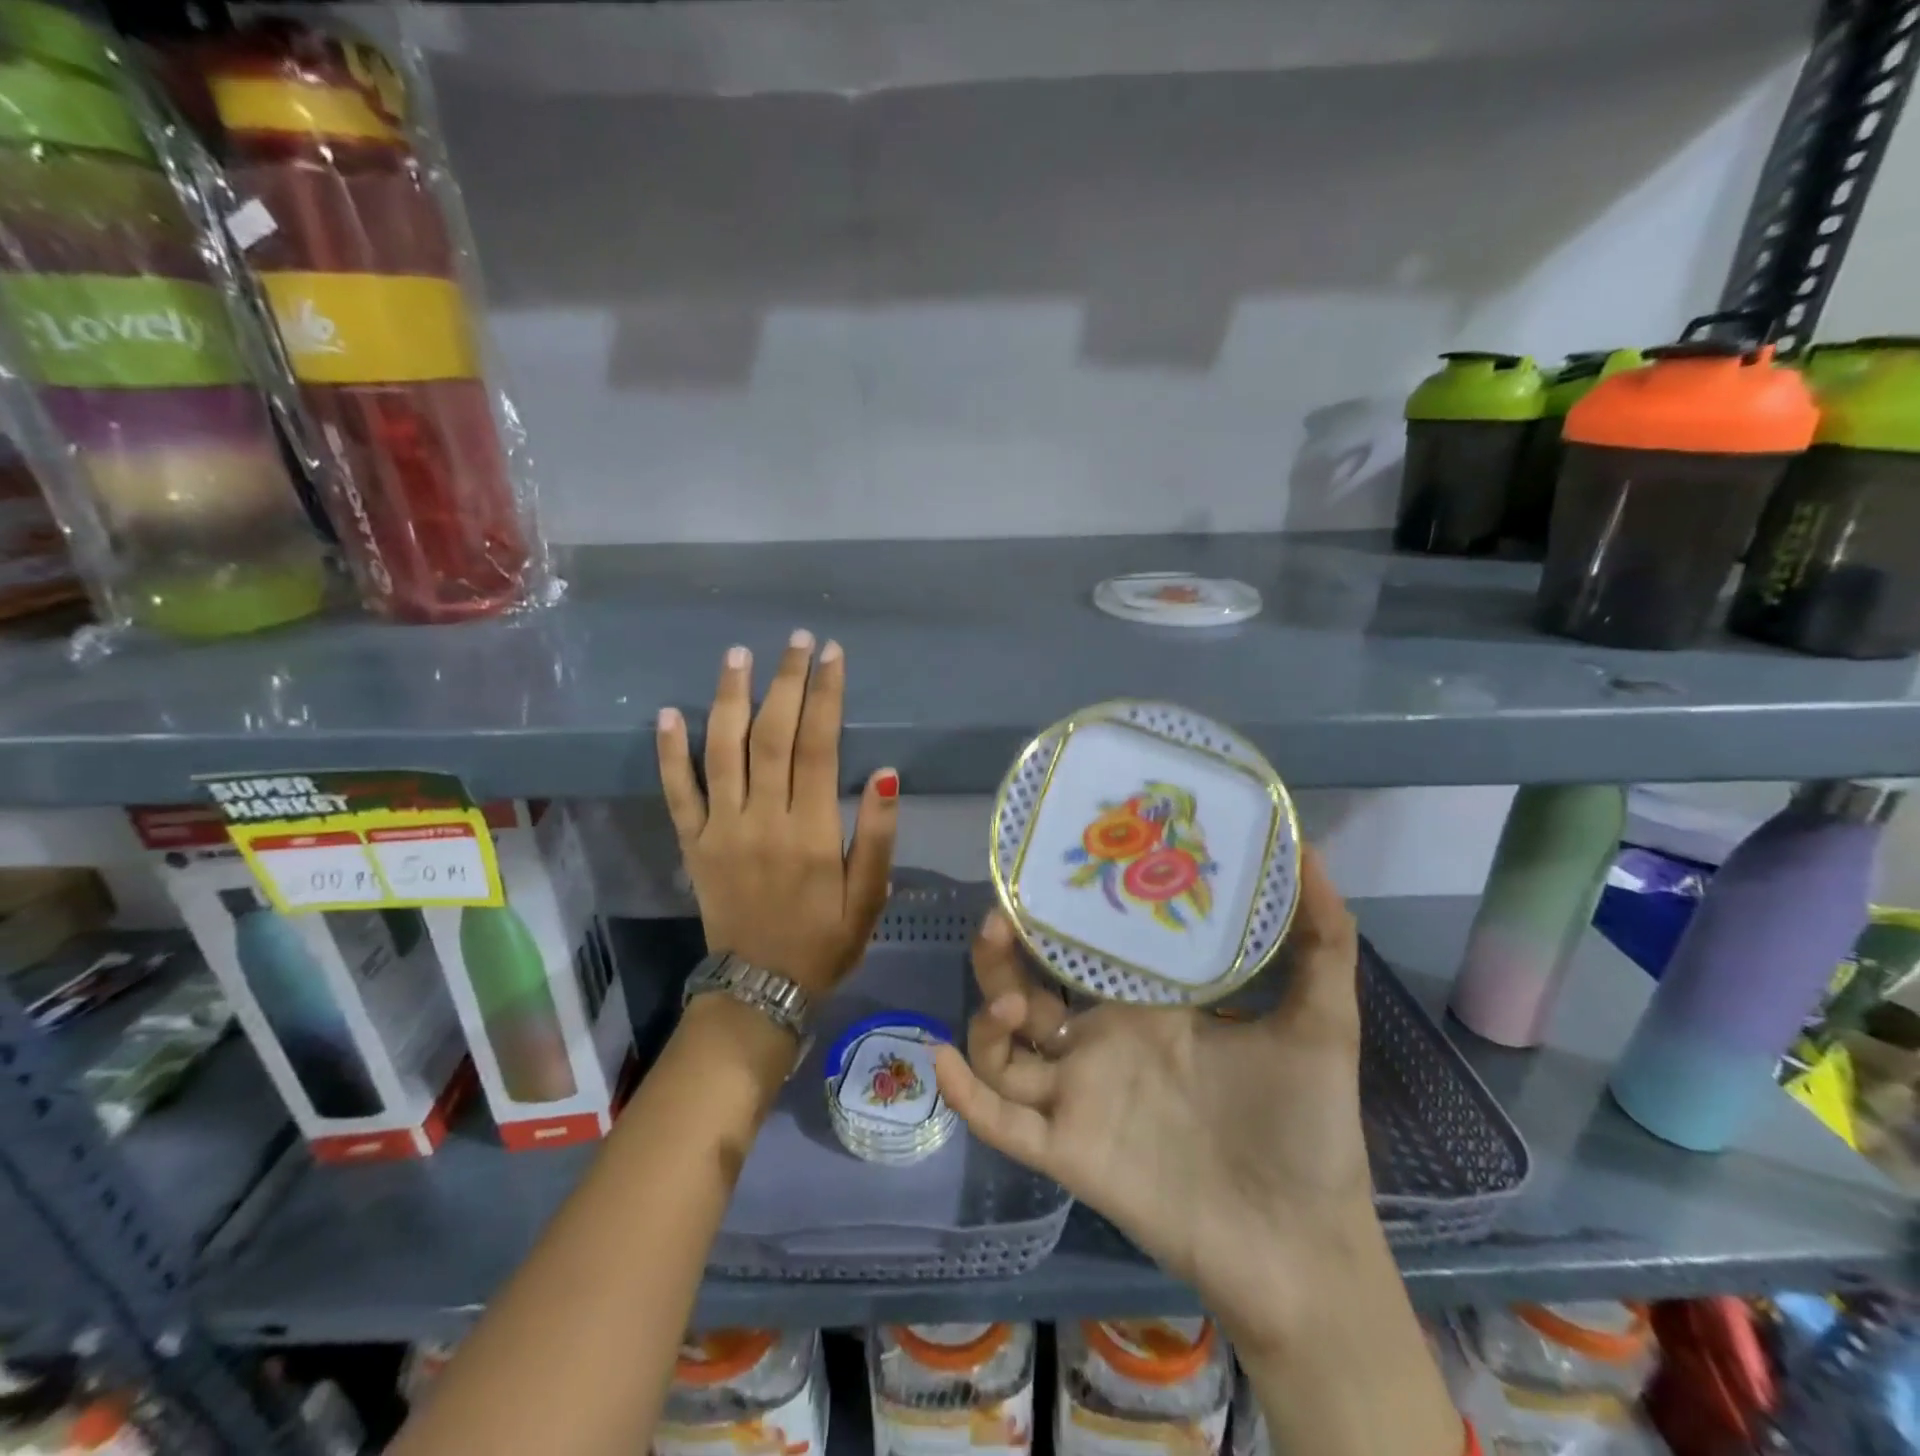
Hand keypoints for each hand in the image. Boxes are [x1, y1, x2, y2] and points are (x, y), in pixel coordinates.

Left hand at [656, 633, 899, 995]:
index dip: (826, 696)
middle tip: (796, 640)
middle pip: (772, 736)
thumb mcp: (870, 898)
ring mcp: (721, 830)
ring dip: (730, 698)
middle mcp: (763, 820)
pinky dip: (670, 752)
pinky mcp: (692, 844)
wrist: (761, 989)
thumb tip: (889, 774)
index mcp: (812, 832)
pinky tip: (668, 713)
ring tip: (739, 655)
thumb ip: (880, 836)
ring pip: (722, 751)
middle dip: (786, 682)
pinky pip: (676, 792)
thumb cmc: (825, 941)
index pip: (819, 747)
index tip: (831, 655)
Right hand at [933, 846, 1372, 1343]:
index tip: (1042, 872)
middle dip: (1002, 956)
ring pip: (1004, 1049)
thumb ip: (1321, 940)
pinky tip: (943, 1062)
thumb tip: (1309, 849)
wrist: (1303, 1245)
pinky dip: (967, 1096)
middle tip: (999, 920)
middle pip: (1027, 991)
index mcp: (1146, 1007)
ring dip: (987, 1018)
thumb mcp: (1320, 1021)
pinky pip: (1004, 1122)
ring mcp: (1080, 1096)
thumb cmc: (1308, 1127)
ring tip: (1011, 1001)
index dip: (1057, 914)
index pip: (1083, 950)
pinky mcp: (1069, 1150)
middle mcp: (1102, 1043)